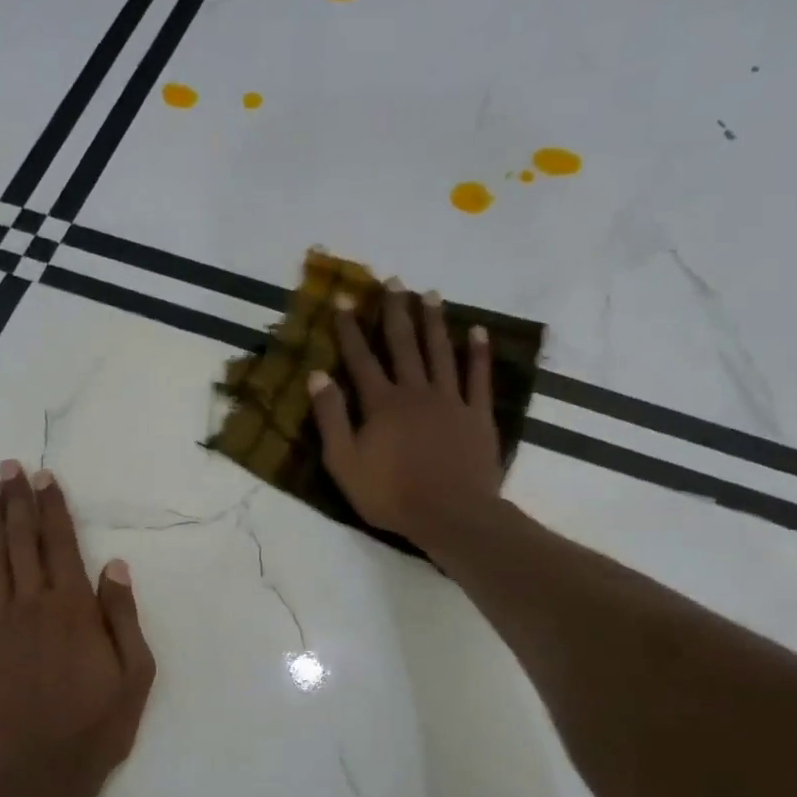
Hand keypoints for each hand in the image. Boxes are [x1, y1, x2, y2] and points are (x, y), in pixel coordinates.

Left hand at [0, 461, 155, 796]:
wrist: (39, 775)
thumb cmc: (97, 727)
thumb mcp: (135, 675)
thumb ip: (123, 616)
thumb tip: (114, 565)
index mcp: (74, 610)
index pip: (62, 545)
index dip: (54, 508)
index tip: (45, 477)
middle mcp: (33, 606)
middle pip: (24, 543)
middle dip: (19, 502)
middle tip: (11, 467)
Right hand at [309, 279, 505, 546]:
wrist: (450, 515)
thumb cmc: (391, 495)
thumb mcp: (344, 463)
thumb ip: (331, 418)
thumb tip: (317, 376)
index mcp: (381, 404)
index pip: (361, 359)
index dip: (350, 329)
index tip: (343, 298)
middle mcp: (415, 392)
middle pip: (404, 345)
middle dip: (395, 312)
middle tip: (393, 281)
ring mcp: (450, 401)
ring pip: (441, 353)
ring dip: (434, 322)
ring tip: (430, 294)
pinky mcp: (477, 415)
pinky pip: (478, 377)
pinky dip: (478, 353)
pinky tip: (478, 331)